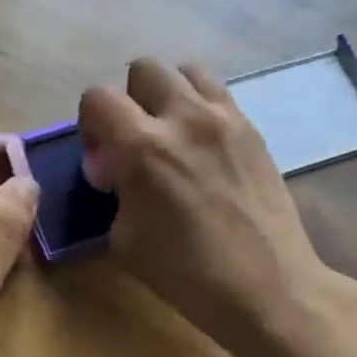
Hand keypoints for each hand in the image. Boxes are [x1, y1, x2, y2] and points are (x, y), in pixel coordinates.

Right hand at [79, 58, 342, 353]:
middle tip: (134, 141)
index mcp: (144, 148)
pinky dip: (200, 107)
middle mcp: (184, 118)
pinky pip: (218, 94)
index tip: (101, 160)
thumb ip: (114, 192)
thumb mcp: (125, 239)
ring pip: (186, 71)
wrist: (267, 287)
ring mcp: (225, 119)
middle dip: (129, 100)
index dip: (89, 125)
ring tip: (170, 134)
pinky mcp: (252, 130)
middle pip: (144, 69)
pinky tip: (203, 147)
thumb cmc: (187, 274)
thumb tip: (116, 171)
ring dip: (168, 95)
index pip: (98, 98)